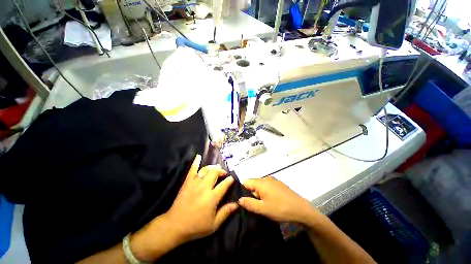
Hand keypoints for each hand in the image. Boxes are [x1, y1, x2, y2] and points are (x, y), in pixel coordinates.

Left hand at [164, 154, 237, 241]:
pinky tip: (198, 156)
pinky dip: (195, 162)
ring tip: (216, 168)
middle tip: (224, 174)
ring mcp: (195, 183)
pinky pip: (192, 170)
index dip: (230, 180)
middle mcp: (205, 187)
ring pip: (206, 170)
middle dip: (221, 171)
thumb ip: (225, 213)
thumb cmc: (196, 226)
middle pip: (215, 173)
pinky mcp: (187, 182)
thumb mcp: (213, 224)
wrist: (175, 225)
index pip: (224, 185)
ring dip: (212, 167)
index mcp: (212, 197)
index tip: (232, 178)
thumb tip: (237, 204)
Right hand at [238, 177, 317, 223]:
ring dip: (258, 194)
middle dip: (251, 193)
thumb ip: (249, 203)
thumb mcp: (263, 209)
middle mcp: (266, 179)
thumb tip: (239, 199)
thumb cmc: (281, 209)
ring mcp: (273, 181)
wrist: (302, 210)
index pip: (246, 182)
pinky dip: (265, 193)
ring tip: (262, 205)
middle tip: (254, 205)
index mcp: (261, 182)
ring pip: (260, 186)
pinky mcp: (279, 185)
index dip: (242, 191)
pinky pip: (267, 187)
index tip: (243, 201)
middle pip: (253, 183)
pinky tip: (270, 202)